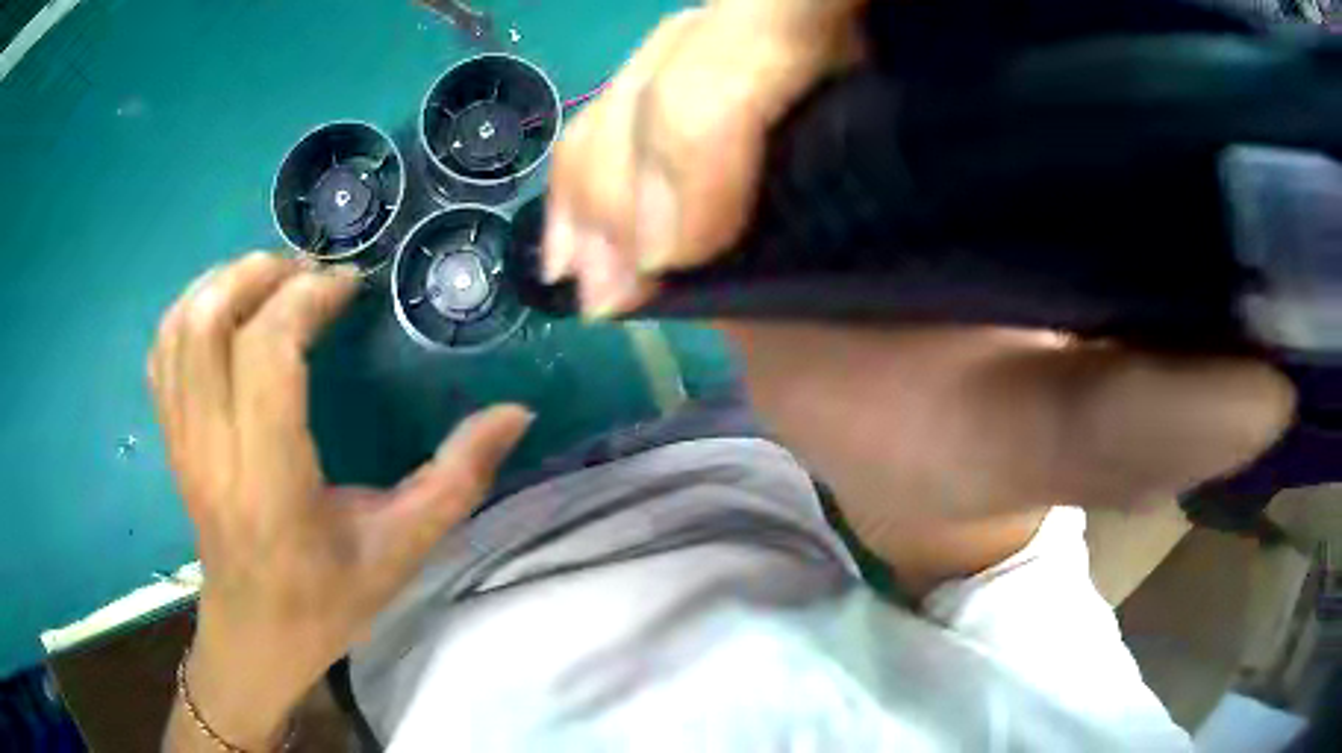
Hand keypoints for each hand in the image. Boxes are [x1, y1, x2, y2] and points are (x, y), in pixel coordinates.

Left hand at [150, 254, 531, 748]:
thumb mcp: (403, 550)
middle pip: (209, 322)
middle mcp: (214, 452)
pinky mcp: (171, 438)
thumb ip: (459, 479)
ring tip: (271, 281)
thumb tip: (516, 413)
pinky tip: (229, 311)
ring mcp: (182, 442)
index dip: (305, 300)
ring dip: (224, 282)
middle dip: (261, 273)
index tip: (347, 288)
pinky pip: (163, 350)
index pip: (266, 356)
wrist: (256, 634)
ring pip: (179, 328)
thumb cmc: (328, 600)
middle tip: (308, 272)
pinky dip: (193, 309)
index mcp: (272, 482)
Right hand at [543, 1, 1294, 568]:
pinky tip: (592, 257)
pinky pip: (625, 114)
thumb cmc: (983, 448)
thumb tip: (1268, 396)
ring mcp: (794, 92)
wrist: (917, 451)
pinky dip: (589, 173)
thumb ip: (1156, 421)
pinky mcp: (728, 140)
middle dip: (676, 116)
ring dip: (619, 156)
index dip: (766, 48)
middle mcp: (883, 62)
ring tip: (615, 273)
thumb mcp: (1071, 435)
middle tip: (658, 253)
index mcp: (981, 95)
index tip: (717, 201)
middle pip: (743, 14)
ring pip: (670, 57)